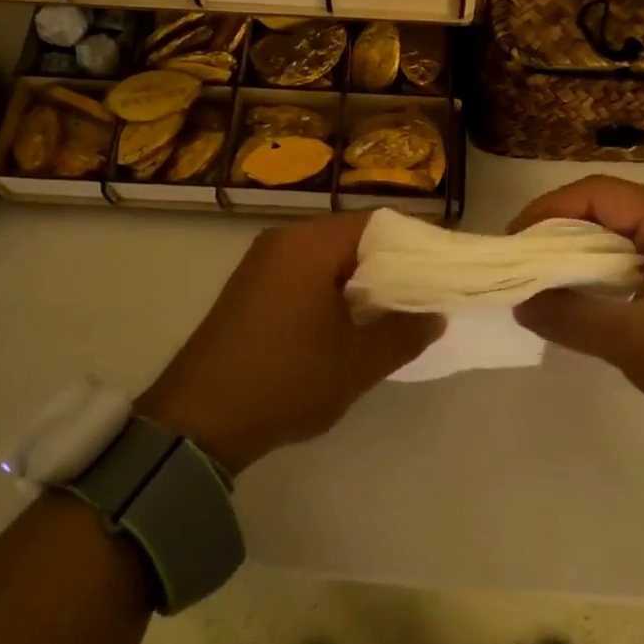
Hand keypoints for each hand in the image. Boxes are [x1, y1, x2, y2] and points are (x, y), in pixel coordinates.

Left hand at [137, 212, 443, 473]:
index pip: (379, 223)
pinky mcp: (250, 287)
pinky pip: (304, 273)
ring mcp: (262, 263)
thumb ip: (404, 333)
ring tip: (393, 311)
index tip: (444, 268)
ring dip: (361, 280)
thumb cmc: (286, 380)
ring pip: (328, 257)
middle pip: (352, 237)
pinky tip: (349, 322)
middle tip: (425, 293)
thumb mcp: (357, 363)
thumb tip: (435, 314)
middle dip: (391, 264)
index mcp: (310, 244)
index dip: (416, 242)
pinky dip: (332, 289)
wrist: (199, 420)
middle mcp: (284, 240)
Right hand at [510, 177, 643, 455]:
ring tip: (542, 275)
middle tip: (522, 260)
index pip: (595, 193)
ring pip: (618, 229)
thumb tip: (521, 302)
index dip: (547, 210)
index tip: (514, 242)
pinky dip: (602, 265)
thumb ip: (570, 317)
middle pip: (605, 205)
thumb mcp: (633, 342)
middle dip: (558, 228)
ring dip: (579, 248)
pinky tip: (582, 290)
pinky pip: (634, 251)